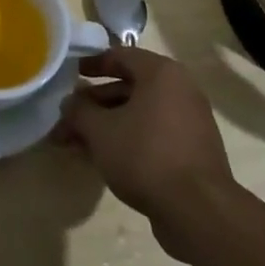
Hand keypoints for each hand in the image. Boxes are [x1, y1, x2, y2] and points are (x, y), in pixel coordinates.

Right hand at [56, 46, 235, 258]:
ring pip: (138, 114)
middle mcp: (180, 90)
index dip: (92, 63)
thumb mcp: (100, 130)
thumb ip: (79, 111)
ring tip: (76, 144)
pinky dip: (127, 140)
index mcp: (162, 73)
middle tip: (67, 118)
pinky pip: (152, 135)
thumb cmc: (145, 155)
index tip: (70, 74)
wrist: (197, 210)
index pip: (121, 55)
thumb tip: (69, 103)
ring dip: (106, 125)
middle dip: (94, 104)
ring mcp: (189, 122)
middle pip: (128, 88)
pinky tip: (102, 159)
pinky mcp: (191, 151)